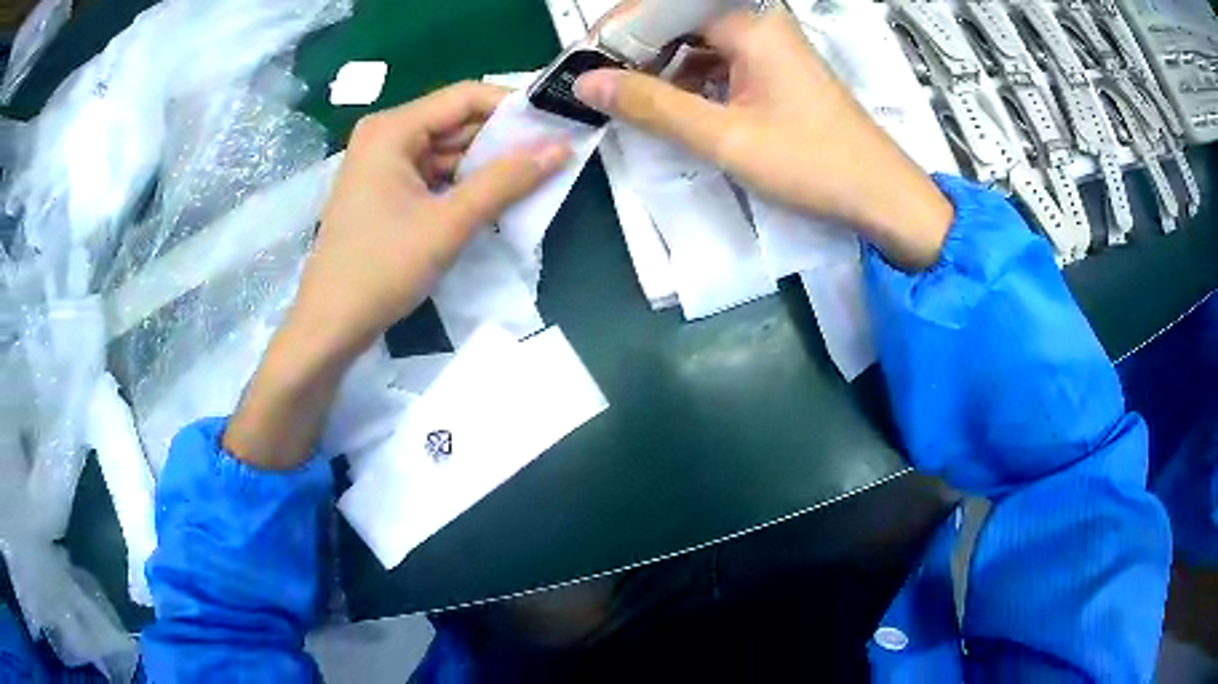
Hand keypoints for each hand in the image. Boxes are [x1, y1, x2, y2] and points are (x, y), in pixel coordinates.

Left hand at [294, 81, 571, 360]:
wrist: (330, 326)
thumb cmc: (381, 270)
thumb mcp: (449, 223)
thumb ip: (507, 181)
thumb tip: (562, 147)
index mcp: (393, 129)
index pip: (467, 96)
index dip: (514, 107)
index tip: (557, 125)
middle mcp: (386, 135)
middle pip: (457, 122)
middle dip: (503, 140)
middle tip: (555, 156)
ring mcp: (383, 164)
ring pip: (448, 150)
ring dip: (487, 165)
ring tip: (535, 179)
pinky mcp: (385, 190)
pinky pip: (434, 174)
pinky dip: (464, 184)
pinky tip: (495, 199)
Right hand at [576, 6, 952, 269]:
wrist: (881, 196)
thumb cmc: (813, 163)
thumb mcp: (725, 136)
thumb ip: (653, 105)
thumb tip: (588, 82)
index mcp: (749, 22)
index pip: (663, 6)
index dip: (618, 30)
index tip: (585, 65)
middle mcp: (759, 21)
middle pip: (679, 19)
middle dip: (638, 50)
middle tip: (604, 86)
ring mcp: (769, 45)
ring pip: (697, 41)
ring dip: (663, 67)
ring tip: (632, 101)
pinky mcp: (774, 69)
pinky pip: (719, 60)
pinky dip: (691, 80)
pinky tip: (676, 107)